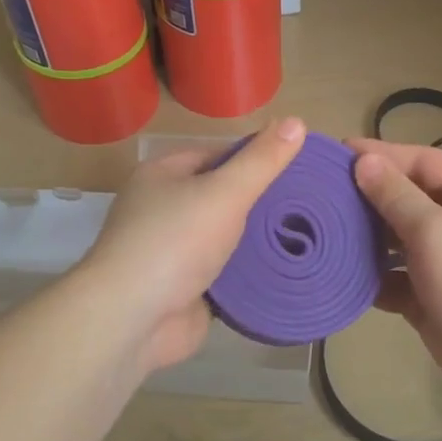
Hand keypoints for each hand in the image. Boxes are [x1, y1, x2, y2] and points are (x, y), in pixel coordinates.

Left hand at [81, 118, 306, 371]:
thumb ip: (262, 161)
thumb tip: (298, 121)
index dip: (257, 160)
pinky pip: (226, 275)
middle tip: (309, 205)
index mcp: (164, 176)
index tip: (298, 168)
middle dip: (261, 203)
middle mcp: (165, 210)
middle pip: (223, 198)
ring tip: (306, 236)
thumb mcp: (224, 192)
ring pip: (226, 239)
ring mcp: (174, 253)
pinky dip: (250, 275)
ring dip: (258, 242)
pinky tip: (286, 271)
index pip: (218, 155)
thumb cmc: (174, 242)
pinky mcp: (186, 289)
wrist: (132, 320)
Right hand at [347, 137, 441, 409]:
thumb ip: (395, 196)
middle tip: (317, 194)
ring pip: (395, 239)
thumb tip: (364, 162)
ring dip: (364, 238)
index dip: (378, 157)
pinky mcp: (430, 294)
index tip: (333, 153)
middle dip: (365, 198)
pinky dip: (372, 276)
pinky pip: (394, 277)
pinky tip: (339, 274)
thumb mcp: (436, 231)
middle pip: (404, 199)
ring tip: (320, 232)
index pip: (419, 161)